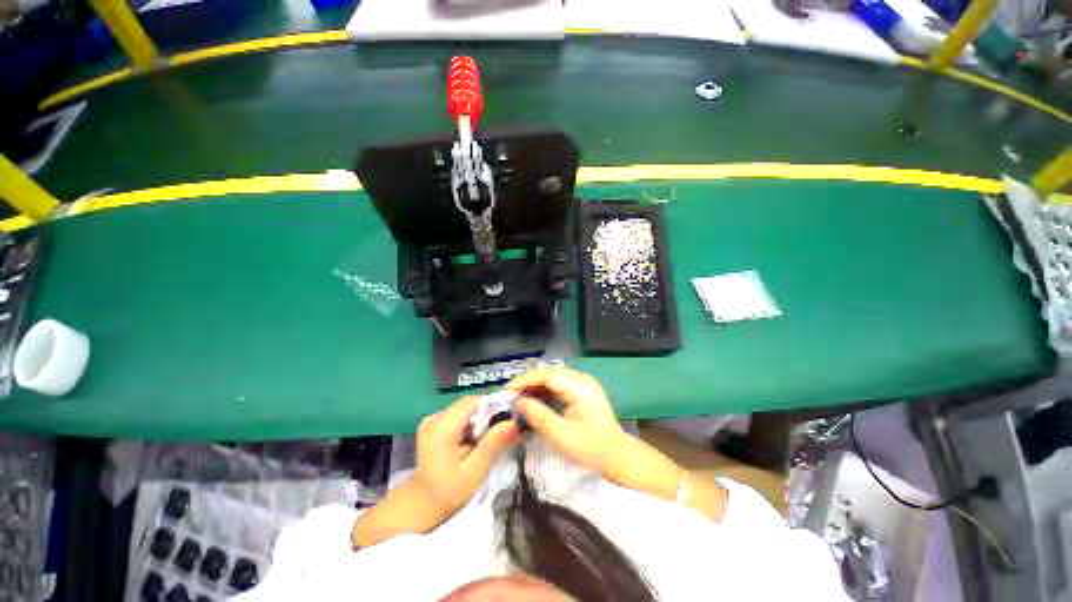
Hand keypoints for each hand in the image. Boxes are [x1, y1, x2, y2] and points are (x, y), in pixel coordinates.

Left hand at [415, 396, 519, 517]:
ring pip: (465, 407)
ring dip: (479, 417)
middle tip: (502, 429)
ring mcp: (432, 419)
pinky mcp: (434, 423)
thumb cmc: (450, 491)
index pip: (471, 402)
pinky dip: (470, 421)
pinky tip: (475, 438)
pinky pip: (458, 414)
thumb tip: (512, 422)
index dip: (491, 405)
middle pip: (468, 404)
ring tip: (487, 436)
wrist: (423, 503)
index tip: (508, 416)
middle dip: (487, 413)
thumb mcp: (475, 470)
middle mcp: (434, 418)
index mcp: (441, 429)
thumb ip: (492, 443)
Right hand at [505, 366, 627, 474]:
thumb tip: (518, 402)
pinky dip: (543, 392)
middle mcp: (580, 378)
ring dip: (534, 387)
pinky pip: (557, 385)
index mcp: (579, 386)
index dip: (524, 380)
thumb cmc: (591, 448)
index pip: (546, 375)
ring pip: (551, 378)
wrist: (617, 456)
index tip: (506, 391)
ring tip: (517, 400)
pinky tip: (534, 402)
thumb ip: (539, 417)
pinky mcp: (580, 391)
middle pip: (548, 373)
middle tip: (509, 397)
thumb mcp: (562, 436)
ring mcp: (581, 383)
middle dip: (527, 383)